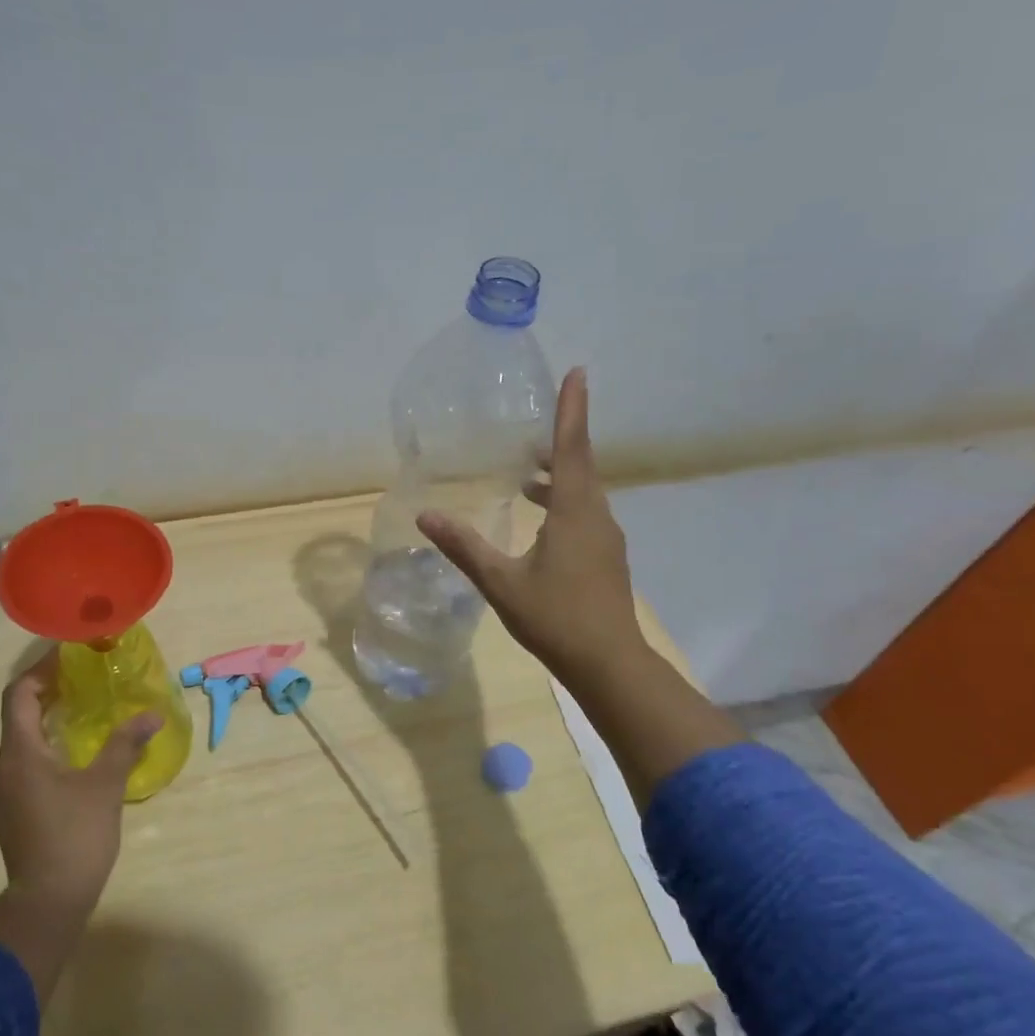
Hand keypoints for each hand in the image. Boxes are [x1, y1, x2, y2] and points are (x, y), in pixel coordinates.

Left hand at [0, 650, 162, 916]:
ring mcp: (4, 793)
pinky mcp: (12, 811)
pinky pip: (26, 764)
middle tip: (85, 679)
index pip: (18, 695)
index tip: (69, 657)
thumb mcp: (106, 785)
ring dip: (49, 721)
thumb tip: (151, 715)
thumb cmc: (75, 836)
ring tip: (86, 711)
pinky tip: (77, 754)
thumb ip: (125, 744)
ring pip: (22, 742)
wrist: (47, 902)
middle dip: (49, 693)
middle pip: (18, 715)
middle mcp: (3, 768)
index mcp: (20, 754)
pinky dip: (48, 747)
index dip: (41, 670)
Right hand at [418, 367, 642, 689]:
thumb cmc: (555, 618)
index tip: (577, 372)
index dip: (572, 409)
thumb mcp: (500, 581)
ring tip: (525, 474)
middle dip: (559, 440)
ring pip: (583, 492)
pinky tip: (540, 520)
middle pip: (580, 465)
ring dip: (558, 476)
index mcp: (574, 512)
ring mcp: (606, 539)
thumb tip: (425, 516)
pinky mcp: (607, 558)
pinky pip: (585, 513)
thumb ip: (464, 547)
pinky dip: (563, 501)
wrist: (609, 663)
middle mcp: (596, 516)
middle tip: (532, 426)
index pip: (571, 448)